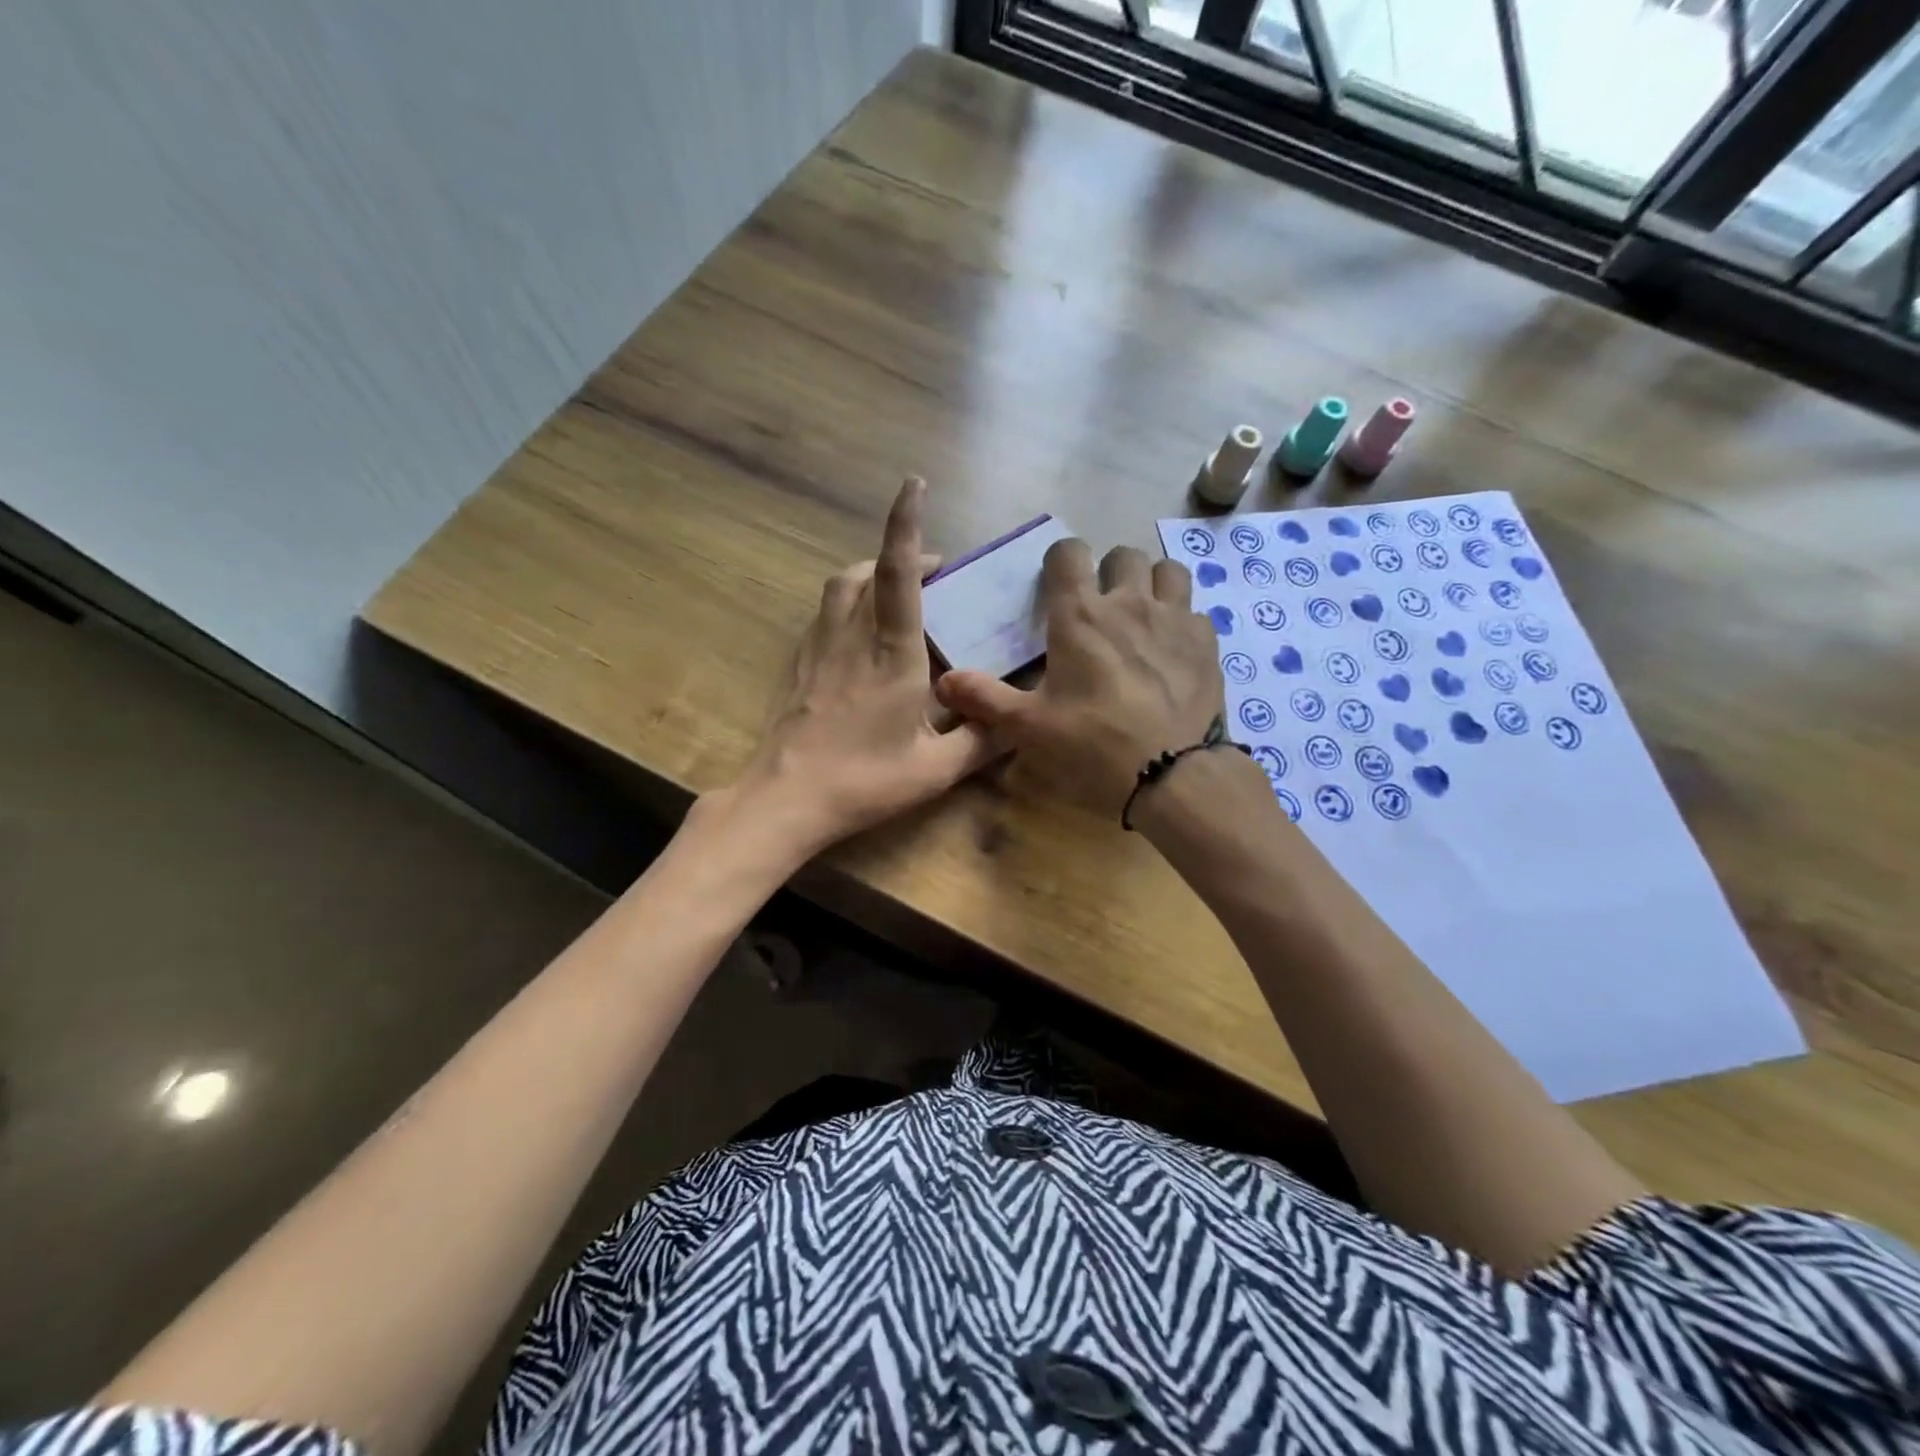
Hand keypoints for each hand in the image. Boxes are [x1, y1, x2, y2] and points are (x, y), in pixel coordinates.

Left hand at [717, 478, 996, 858]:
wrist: (785, 800)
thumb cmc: (863, 782)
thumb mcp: (935, 770)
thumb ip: (981, 741)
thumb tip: (1018, 721)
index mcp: (891, 654)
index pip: (897, 574)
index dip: (904, 525)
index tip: (913, 484)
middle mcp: (851, 638)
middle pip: (866, 572)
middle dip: (901, 554)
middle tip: (935, 571)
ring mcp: (818, 649)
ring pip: (839, 588)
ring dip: (868, 574)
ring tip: (895, 592)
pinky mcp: (798, 665)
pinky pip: (824, 616)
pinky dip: (846, 605)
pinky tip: (859, 634)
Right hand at [935, 540, 1223, 815]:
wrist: (1170, 774)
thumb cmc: (1091, 744)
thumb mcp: (1028, 727)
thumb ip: (984, 698)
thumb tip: (943, 682)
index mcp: (1080, 616)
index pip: (1069, 553)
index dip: (1061, 560)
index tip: (1057, 582)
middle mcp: (1129, 603)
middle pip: (1123, 555)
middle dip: (1109, 571)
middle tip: (1101, 604)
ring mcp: (1174, 619)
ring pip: (1168, 570)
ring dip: (1152, 583)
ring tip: (1143, 612)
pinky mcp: (1207, 643)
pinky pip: (1195, 612)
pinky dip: (1182, 621)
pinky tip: (1174, 649)